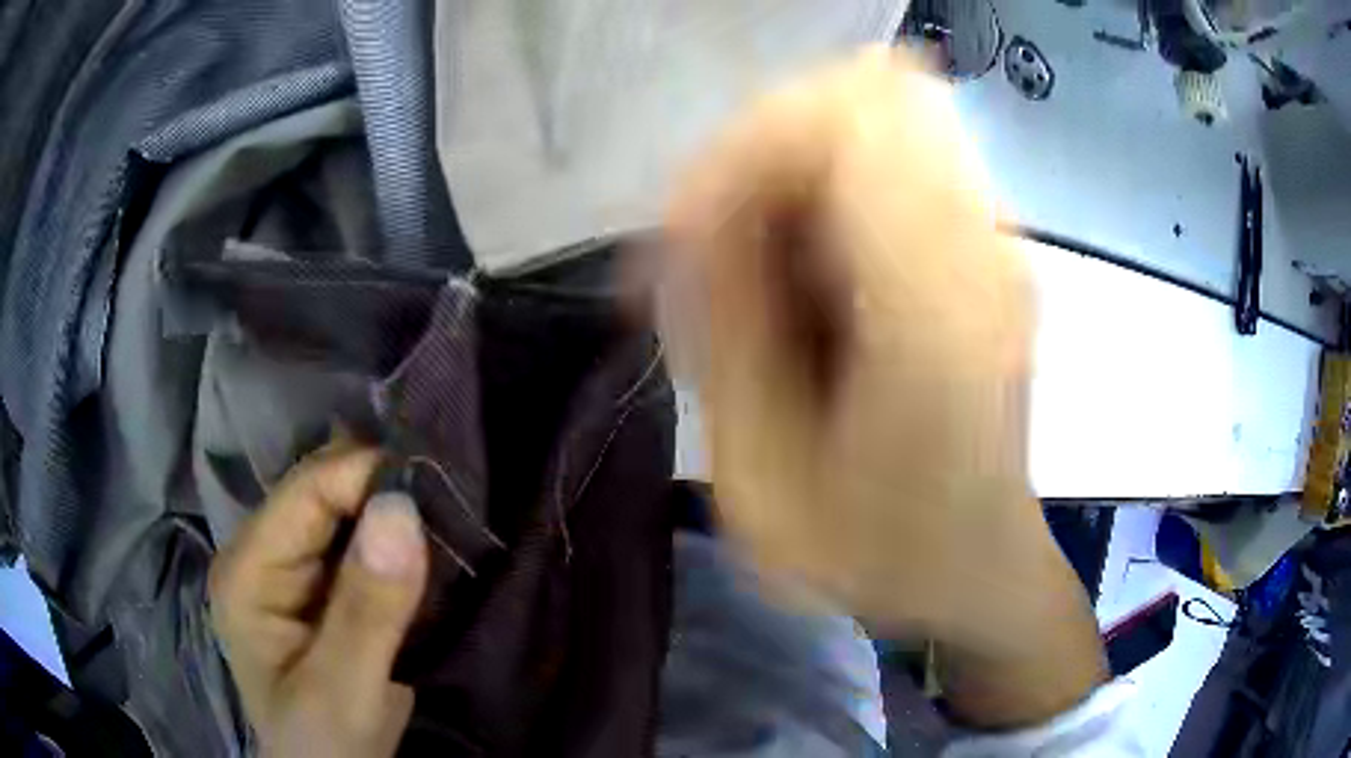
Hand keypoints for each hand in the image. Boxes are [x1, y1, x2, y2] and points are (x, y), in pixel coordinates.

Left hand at [209, 445, 427, 756]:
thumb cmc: (324, 745)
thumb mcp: (344, 692)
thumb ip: (367, 611)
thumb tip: (402, 508)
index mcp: (247, 570)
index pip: (307, 491)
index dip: (369, 478)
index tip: (439, 488)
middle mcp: (261, 553)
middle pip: (322, 490)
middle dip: (384, 492)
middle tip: (450, 506)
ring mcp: (288, 568)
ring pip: (344, 510)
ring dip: (394, 516)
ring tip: (447, 522)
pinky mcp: (318, 587)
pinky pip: (358, 541)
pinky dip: (395, 541)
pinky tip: (427, 550)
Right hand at [664, 49, 1103, 726]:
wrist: (979, 566)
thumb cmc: (878, 551)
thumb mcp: (763, 479)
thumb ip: (732, 328)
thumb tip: (706, 211)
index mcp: (936, 306)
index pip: (844, 115)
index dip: (746, 150)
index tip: (696, 238)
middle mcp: (983, 241)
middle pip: (864, 91)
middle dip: (767, 150)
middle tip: (727, 252)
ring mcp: (996, 232)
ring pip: (876, 112)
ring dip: (797, 169)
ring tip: (769, 271)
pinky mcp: (988, 238)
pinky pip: (892, 155)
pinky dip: (831, 187)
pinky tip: (814, 272)